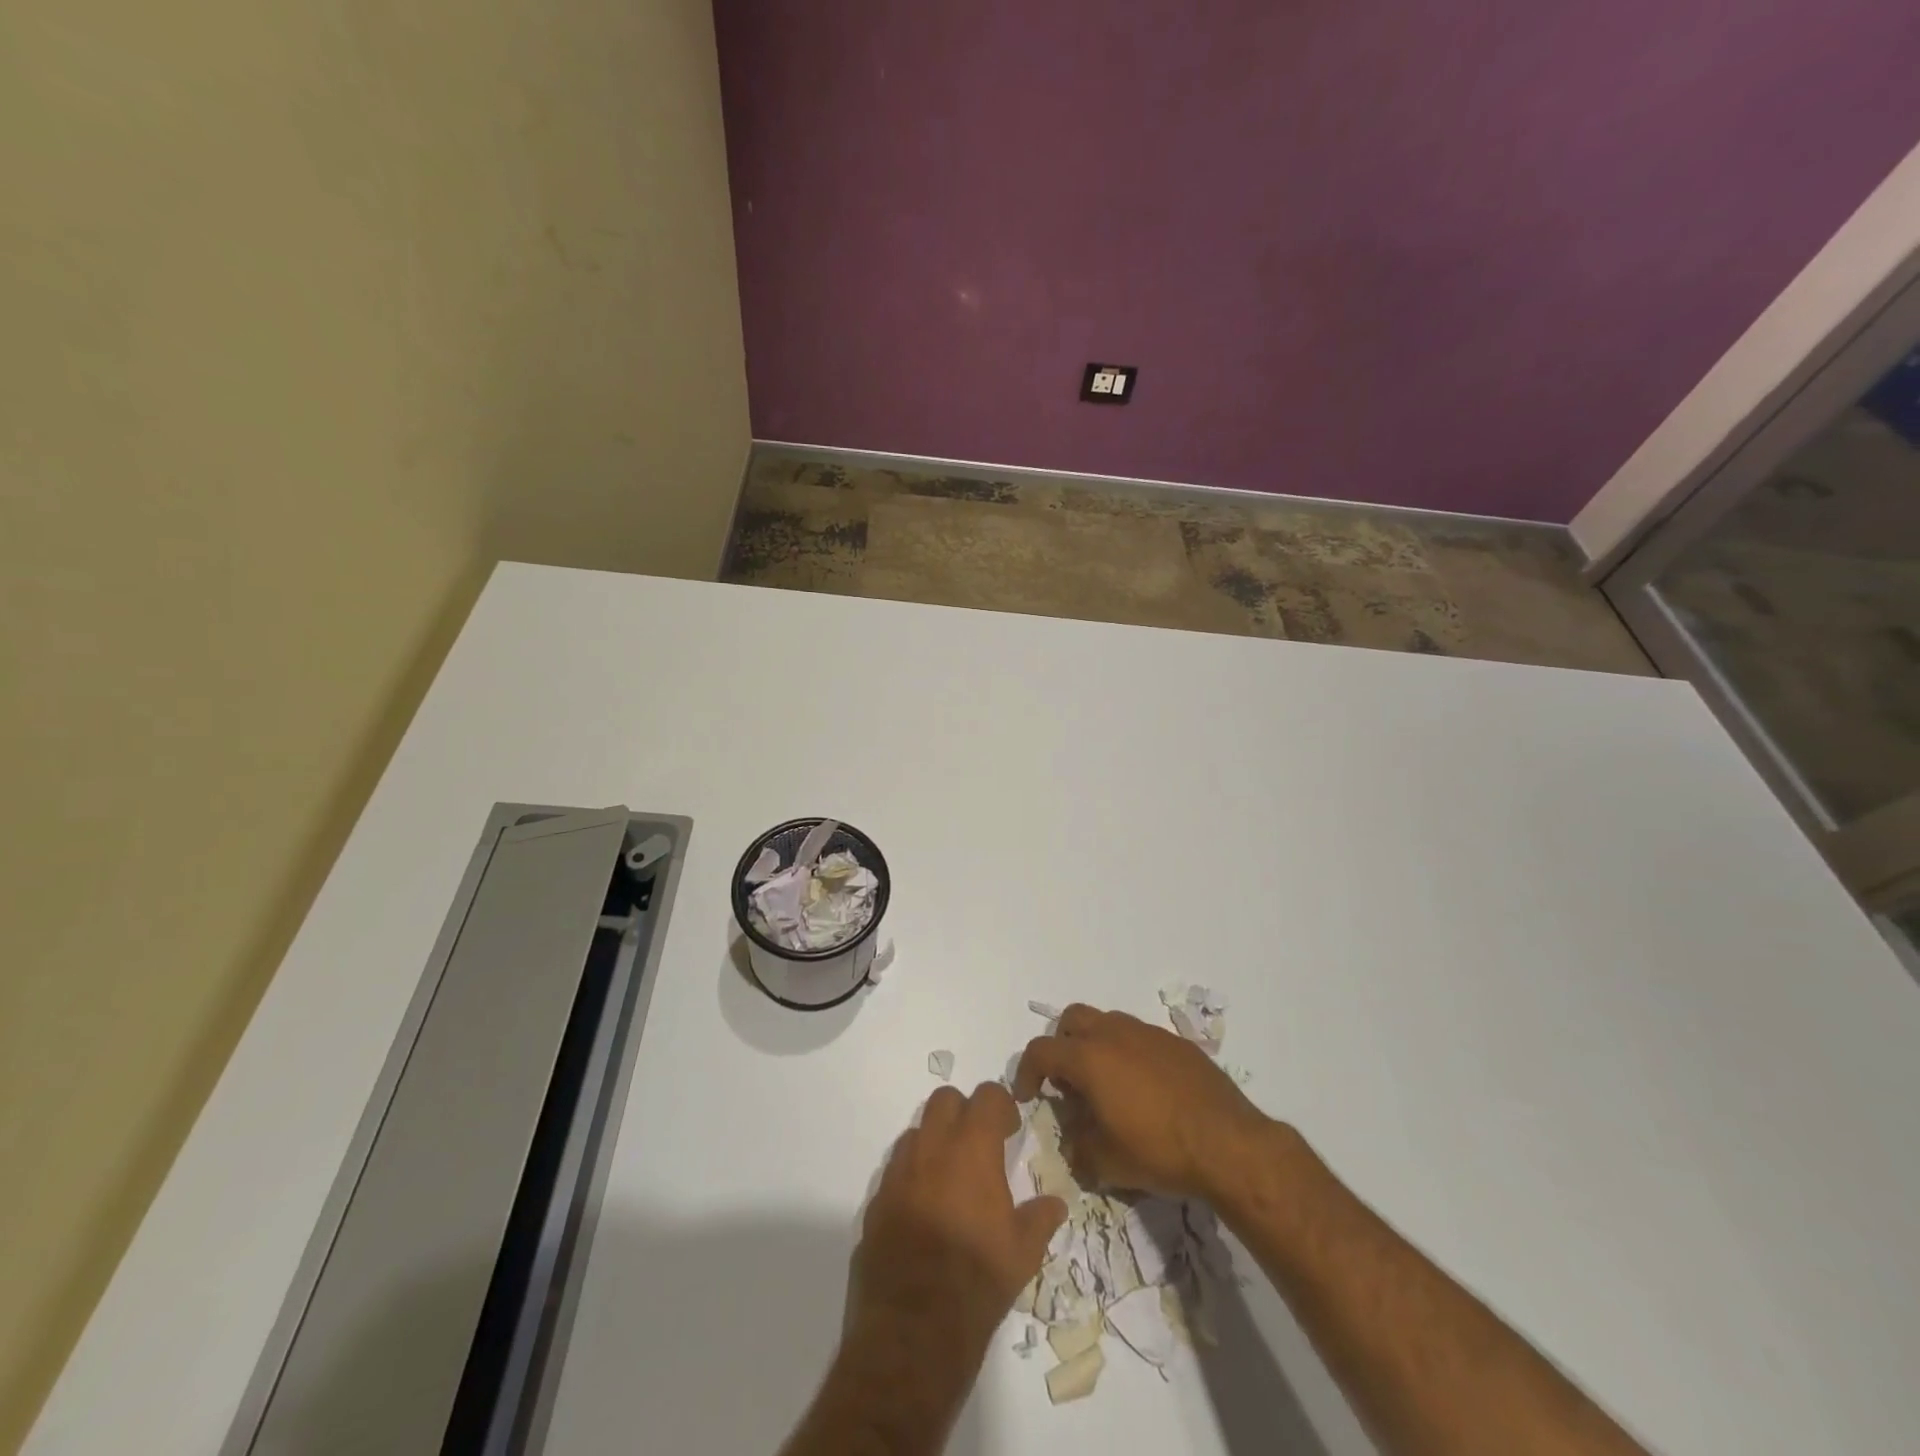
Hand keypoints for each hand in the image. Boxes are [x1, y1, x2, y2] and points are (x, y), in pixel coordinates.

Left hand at [851, 1082, 1067, 1370]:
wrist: (912, 1330)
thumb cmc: (976, 1282)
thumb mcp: (1022, 1253)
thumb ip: (1040, 1218)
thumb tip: (1055, 1203)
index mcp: (971, 1149)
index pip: (986, 1096)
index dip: (1001, 1105)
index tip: (1010, 1130)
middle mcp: (931, 1148)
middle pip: (945, 1099)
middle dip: (964, 1112)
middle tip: (980, 1145)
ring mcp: (898, 1171)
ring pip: (917, 1130)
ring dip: (936, 1140)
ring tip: (951, 1177)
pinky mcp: (877, 1199)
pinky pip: (896, 1167)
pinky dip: (913, 1173)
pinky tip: (925, 1208)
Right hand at [1014, 1004, 1275, 1201]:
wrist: (1228, 1143)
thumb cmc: (1158, 1151)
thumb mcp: (1105, 1162)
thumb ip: (1078, 1145)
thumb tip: (1074, 1137)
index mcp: (1088, 1057)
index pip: (1041, 1051)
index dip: (1026, 1071)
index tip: (1028, 1095)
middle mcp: (1114, 1033)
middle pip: (1072, 1019)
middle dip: (1061, 1045)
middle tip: (1067, 1081)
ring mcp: (1147, 1033)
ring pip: (1107, 1023)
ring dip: (1096, 1045)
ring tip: (1106, 1085)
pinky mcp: (1176, 1042)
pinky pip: (1139, 1037)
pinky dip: (1128, 1054)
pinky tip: (1143, 1089)